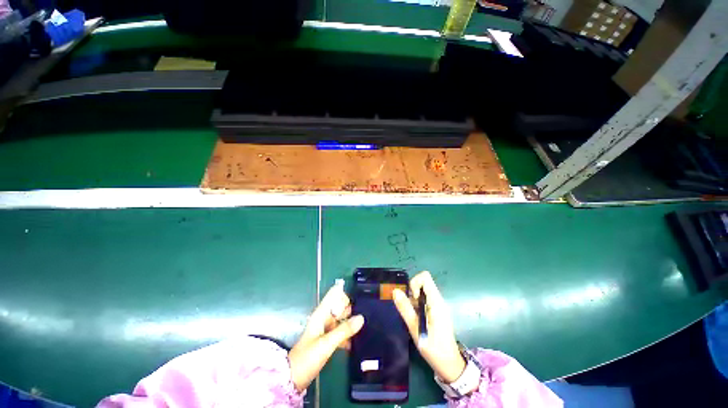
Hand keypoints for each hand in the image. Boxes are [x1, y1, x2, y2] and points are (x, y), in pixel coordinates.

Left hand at [289, 282, 364, 391]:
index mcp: (321, 314)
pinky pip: (339, 332)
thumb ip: (344, 330)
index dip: (345, 295)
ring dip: (350, 322)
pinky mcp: (326, 340)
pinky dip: (346, 335)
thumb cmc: (307, 358)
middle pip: (339, 306)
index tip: (357, 302)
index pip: (334, 294)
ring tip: (364, 328)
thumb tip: (361, 317)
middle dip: (351, 309)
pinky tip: (355, 342)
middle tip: (365, 317)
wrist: (292, 380)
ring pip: (340, 320)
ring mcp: (325, 330)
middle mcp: (323, 318)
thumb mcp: (326, 344)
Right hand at [392, 271, 465, 383]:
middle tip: (411, 309)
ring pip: (423, 291)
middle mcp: (438, 300)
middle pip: (423, 283)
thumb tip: (395, 291)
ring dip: (414, 300)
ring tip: (414, 316)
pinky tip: (417, 319)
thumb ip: (405, 308)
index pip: (425, 277)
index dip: (415, 283)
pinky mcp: (436, 311)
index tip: (412, 299)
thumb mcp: (416, 328)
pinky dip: (417, 305)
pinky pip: (425, 299)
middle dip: (413, 292)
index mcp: (436, 301)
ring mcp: (438, 305)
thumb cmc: (433, 348)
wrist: (449, 365)